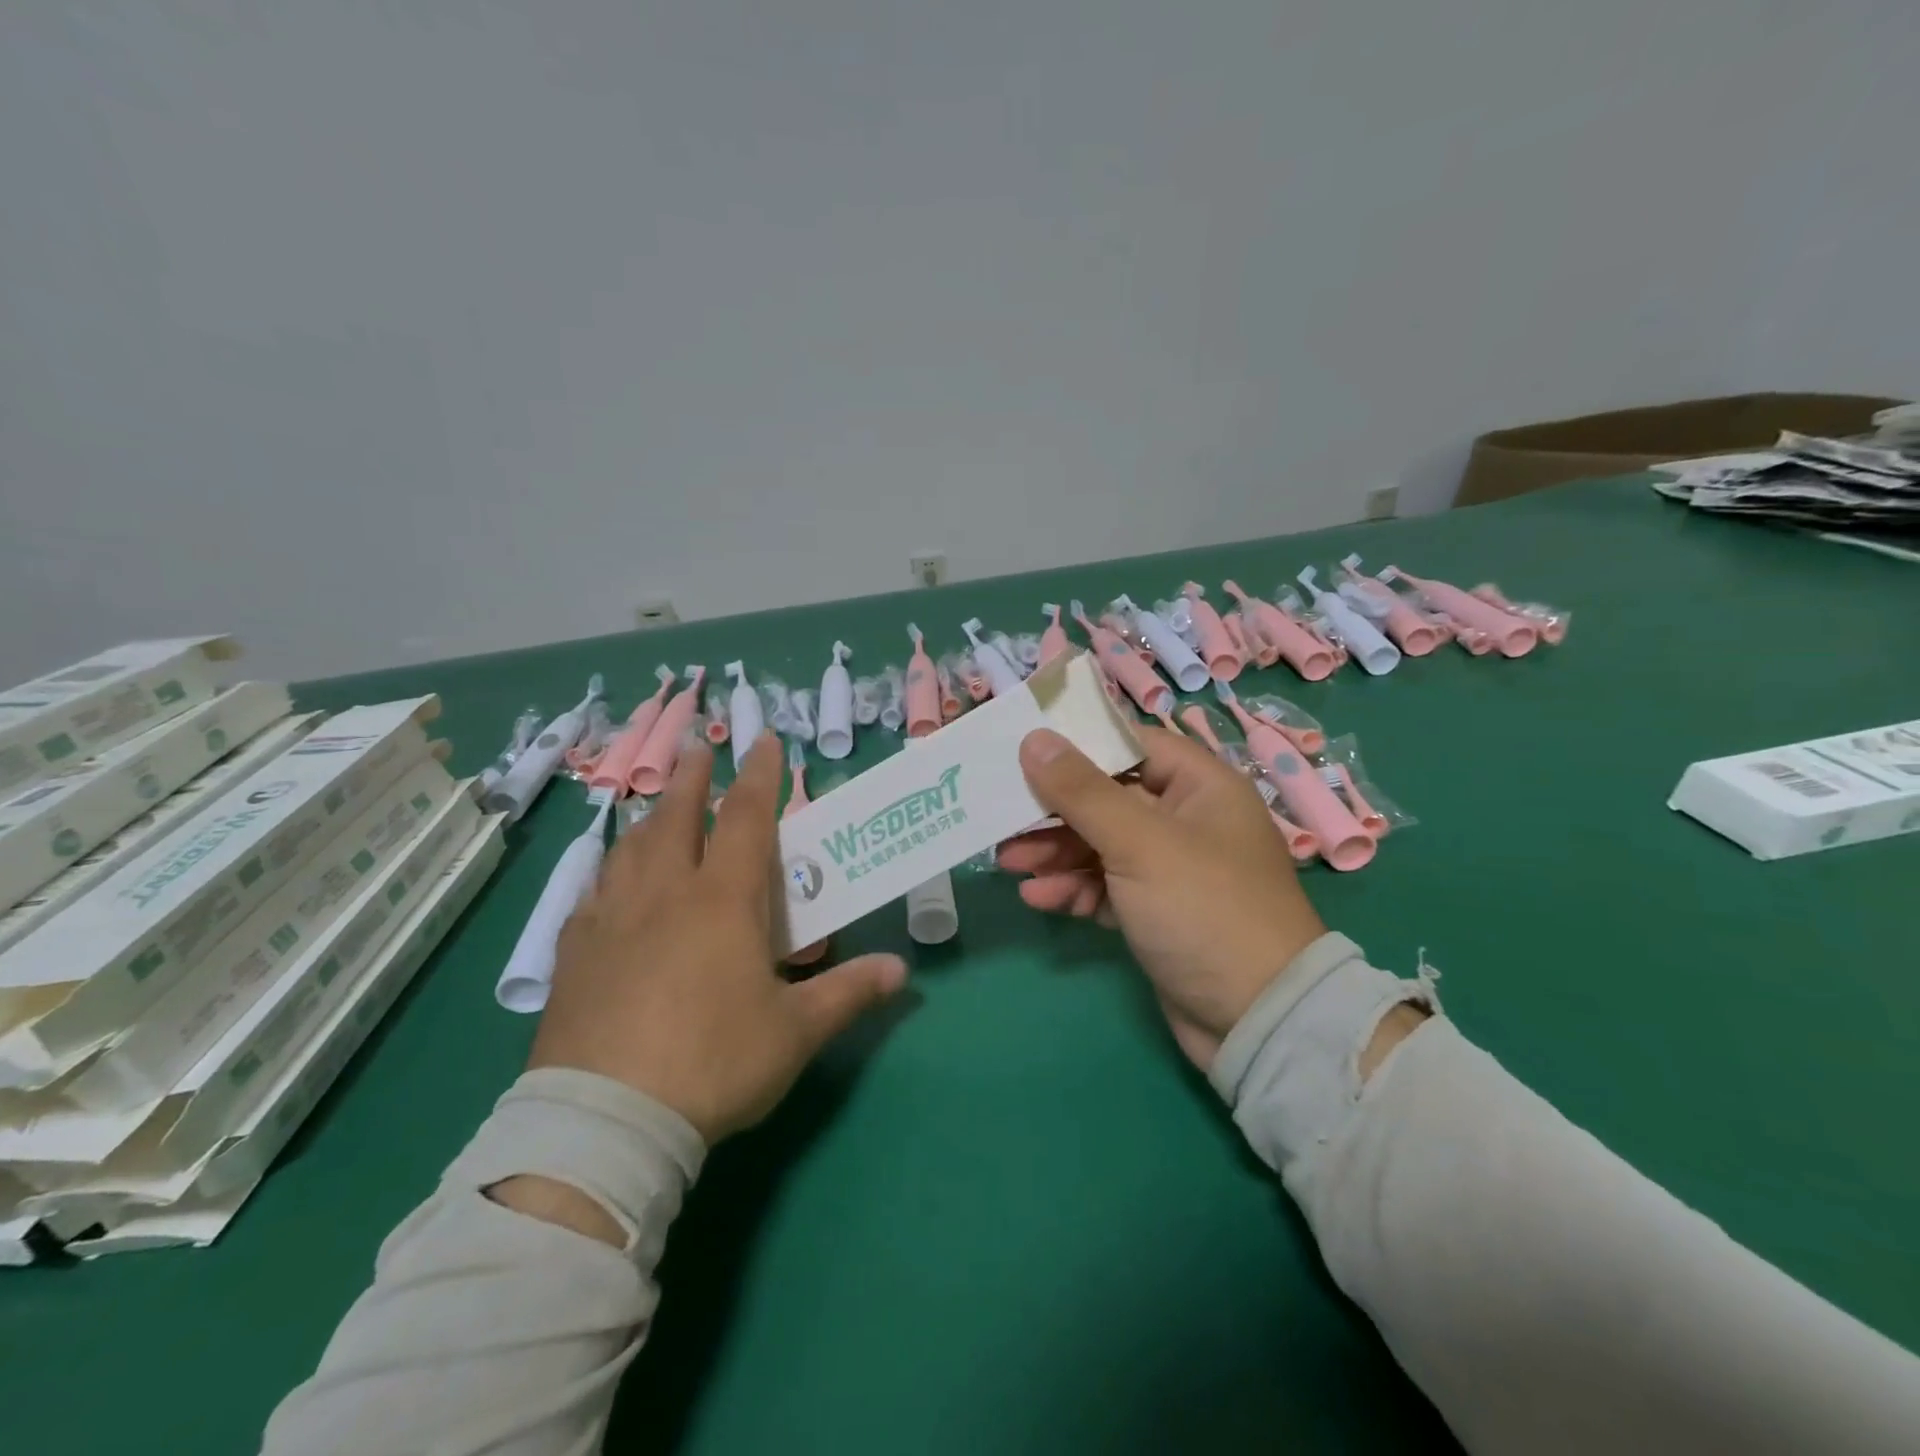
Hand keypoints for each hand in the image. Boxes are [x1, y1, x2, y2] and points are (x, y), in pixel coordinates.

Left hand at [529, 735, 907, 1143]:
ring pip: (631, 848)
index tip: (764, 742)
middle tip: (702, 750)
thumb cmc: (714, 1062)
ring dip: (651, 817)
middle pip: (678, 817)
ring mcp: (612, 919)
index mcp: (722, 900)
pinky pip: (592, 892)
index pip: (746, 818)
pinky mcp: (574, 953)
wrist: (607, 1119)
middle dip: (694, 778)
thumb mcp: (795, 1031)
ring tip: (660, 806)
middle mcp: (665, 893)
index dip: (760, 775)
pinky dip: (608, 871)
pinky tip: (608, 880)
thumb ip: (849, 992)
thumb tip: (901, 970)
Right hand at [1000, 726, 1325, 1068]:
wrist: (1256, 1020)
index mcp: (1200, 787)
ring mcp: (1171, 869)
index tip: (1025, 749)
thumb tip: (1035, 739)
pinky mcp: (1156, 912)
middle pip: (1108, 798)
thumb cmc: (1203, 908)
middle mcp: (1186, 820)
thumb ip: (1082, 790)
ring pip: (1102, 845)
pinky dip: (1074, 889)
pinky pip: (1106, 887)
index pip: (1131, 745)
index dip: (1079, 745)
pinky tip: (1038, 897)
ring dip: (1056, 852)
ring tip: (1008, 862)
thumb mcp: (1139, 843)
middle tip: (1003, 816)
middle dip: (1056, 811)